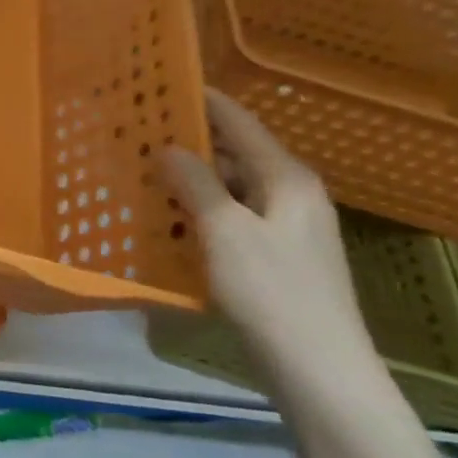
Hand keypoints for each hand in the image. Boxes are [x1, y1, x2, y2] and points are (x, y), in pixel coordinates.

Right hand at [160, 90, 383, 396]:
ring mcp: (287, 229)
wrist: (321, 374)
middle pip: (234, 154)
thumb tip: (169, 147)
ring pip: (230, 189)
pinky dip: (200, 213)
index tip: (161, 82)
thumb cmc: (273, 293)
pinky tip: (167, 221)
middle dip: (188, 143)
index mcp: (286, 178)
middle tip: (137, 134)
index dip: (202, 100)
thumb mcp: (225, 231)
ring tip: (142, 174)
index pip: (239, 121)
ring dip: (191, 181)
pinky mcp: (276, 259)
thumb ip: (195, 183)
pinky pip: (232, 220)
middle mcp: (291, 195)